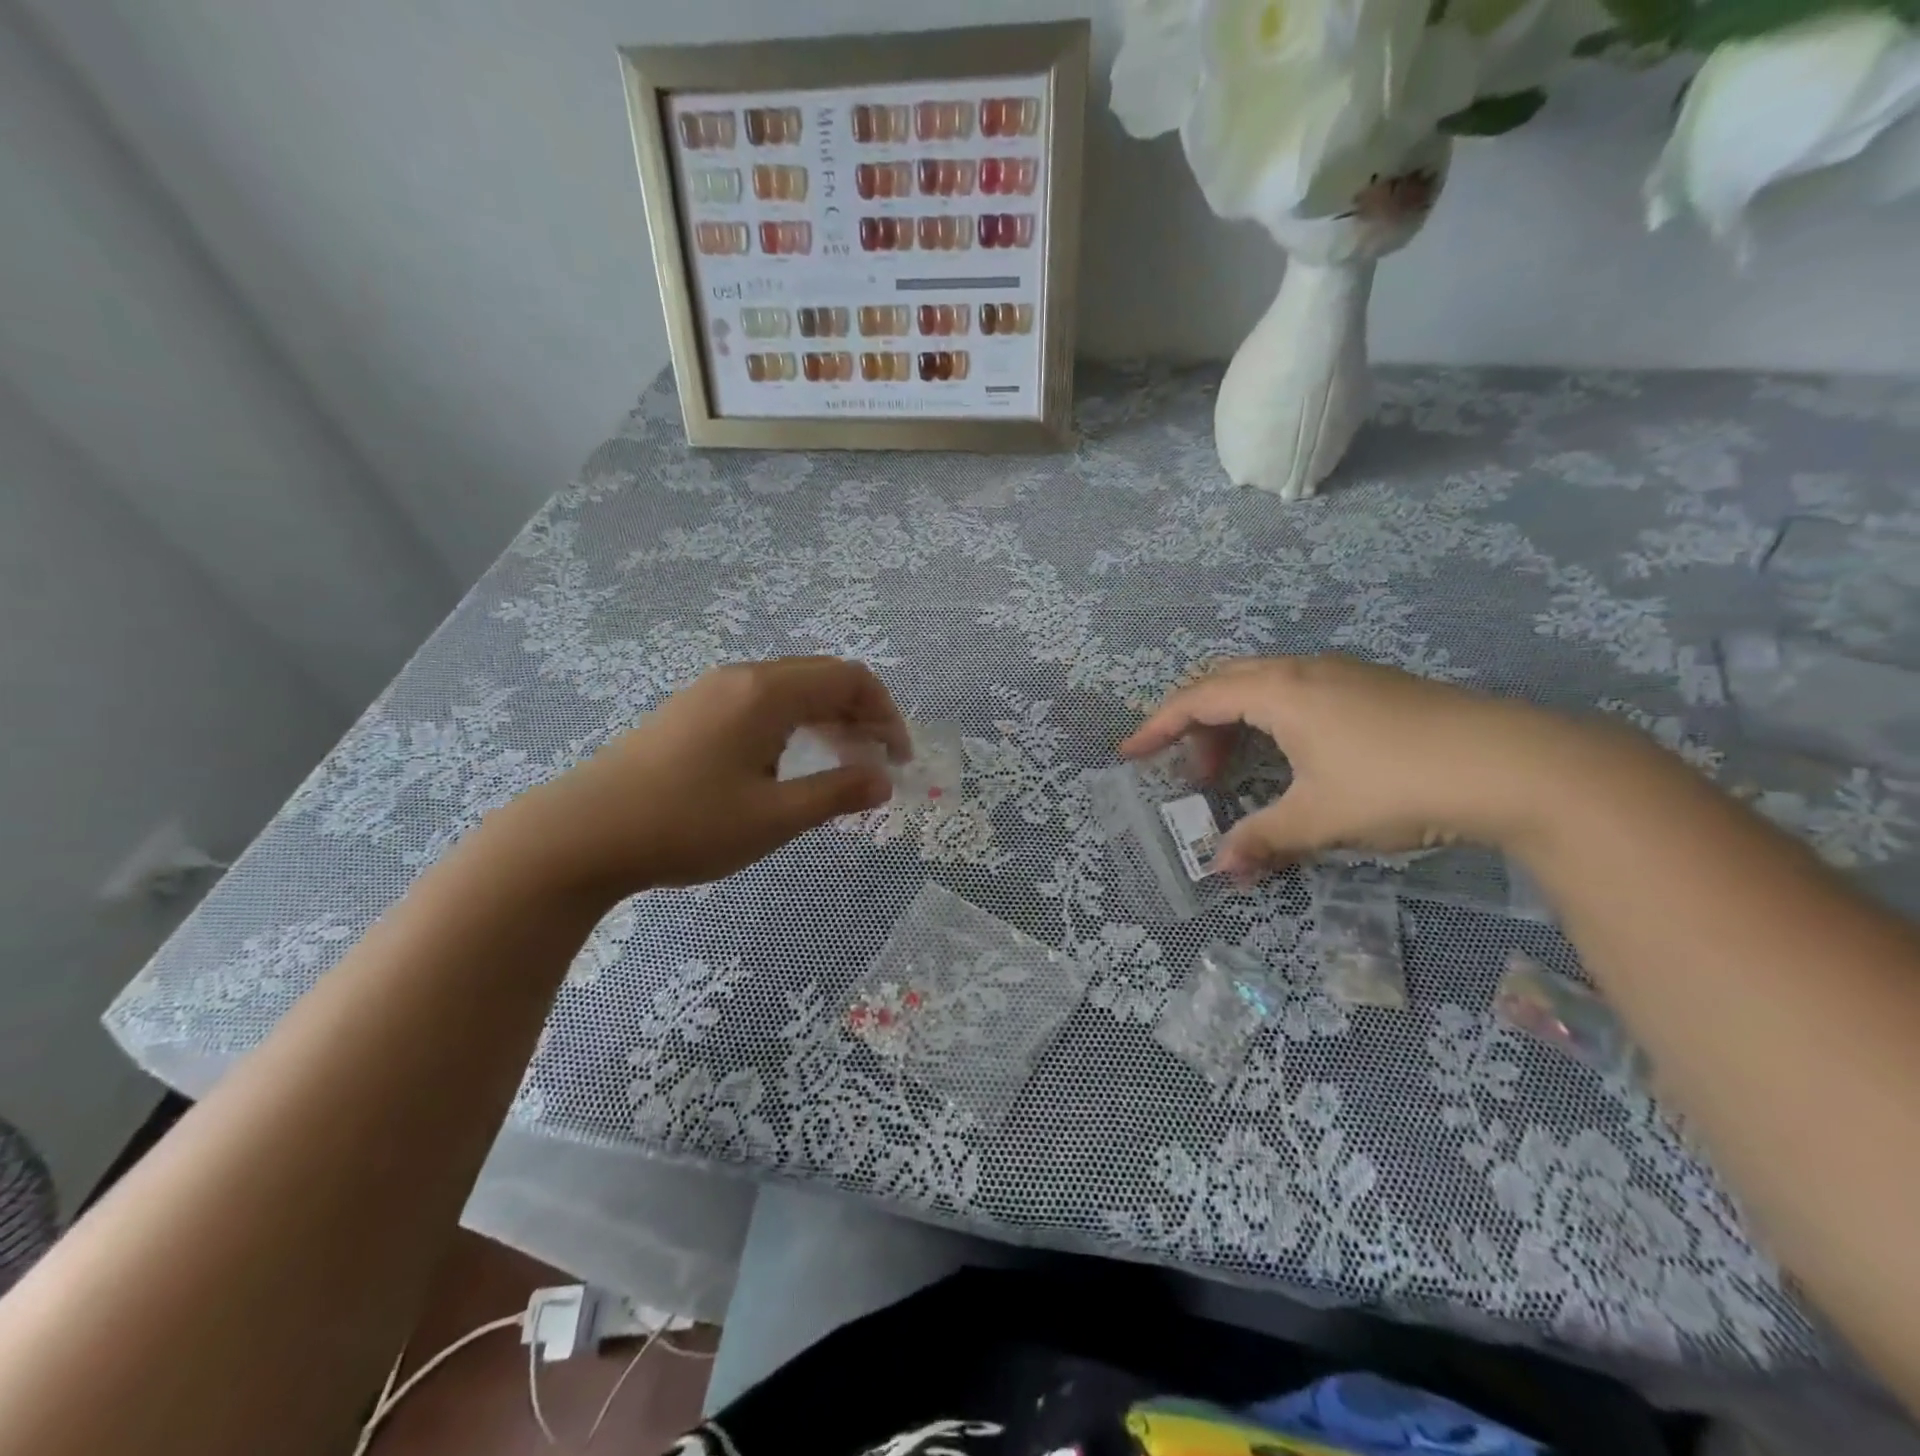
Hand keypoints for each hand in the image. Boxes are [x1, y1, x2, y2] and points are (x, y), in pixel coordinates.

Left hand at [496, 657, 907, 897]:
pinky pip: (760, 703)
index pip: (850, 679)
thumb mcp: (773, 818)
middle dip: (860, 715)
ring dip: (827, 719)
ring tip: (841, 764)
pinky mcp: (690, 712)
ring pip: (790, 690)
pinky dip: (793, 724)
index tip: (898, 760)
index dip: (886, 714)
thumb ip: (836, 793)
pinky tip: (788, 763)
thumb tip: (882, 780)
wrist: (581, 834)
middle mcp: (742, 678)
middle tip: (875, 763)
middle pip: (822, 677)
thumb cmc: (686, 825)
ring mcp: (711, 691)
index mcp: (767, 692)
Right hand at [1120, 655, 1613, 879]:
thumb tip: (1221, 867)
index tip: (1130, 753)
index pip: (1197, 698)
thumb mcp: (1319, 817)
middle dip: (1194, 724)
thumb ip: (1263, 838)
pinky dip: (1269, 721)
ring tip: (1234, 771)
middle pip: (1224, 682)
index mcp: (1279, 691)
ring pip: (1263, 686)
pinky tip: (1290, 758)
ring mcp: (1341, 674)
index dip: (1157, 725)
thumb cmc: (1397, 783)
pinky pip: (1295, 693)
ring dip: (1234, 724)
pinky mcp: (1371, 688)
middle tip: (1189, 772)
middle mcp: (1303, 670)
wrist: (1516, 764)